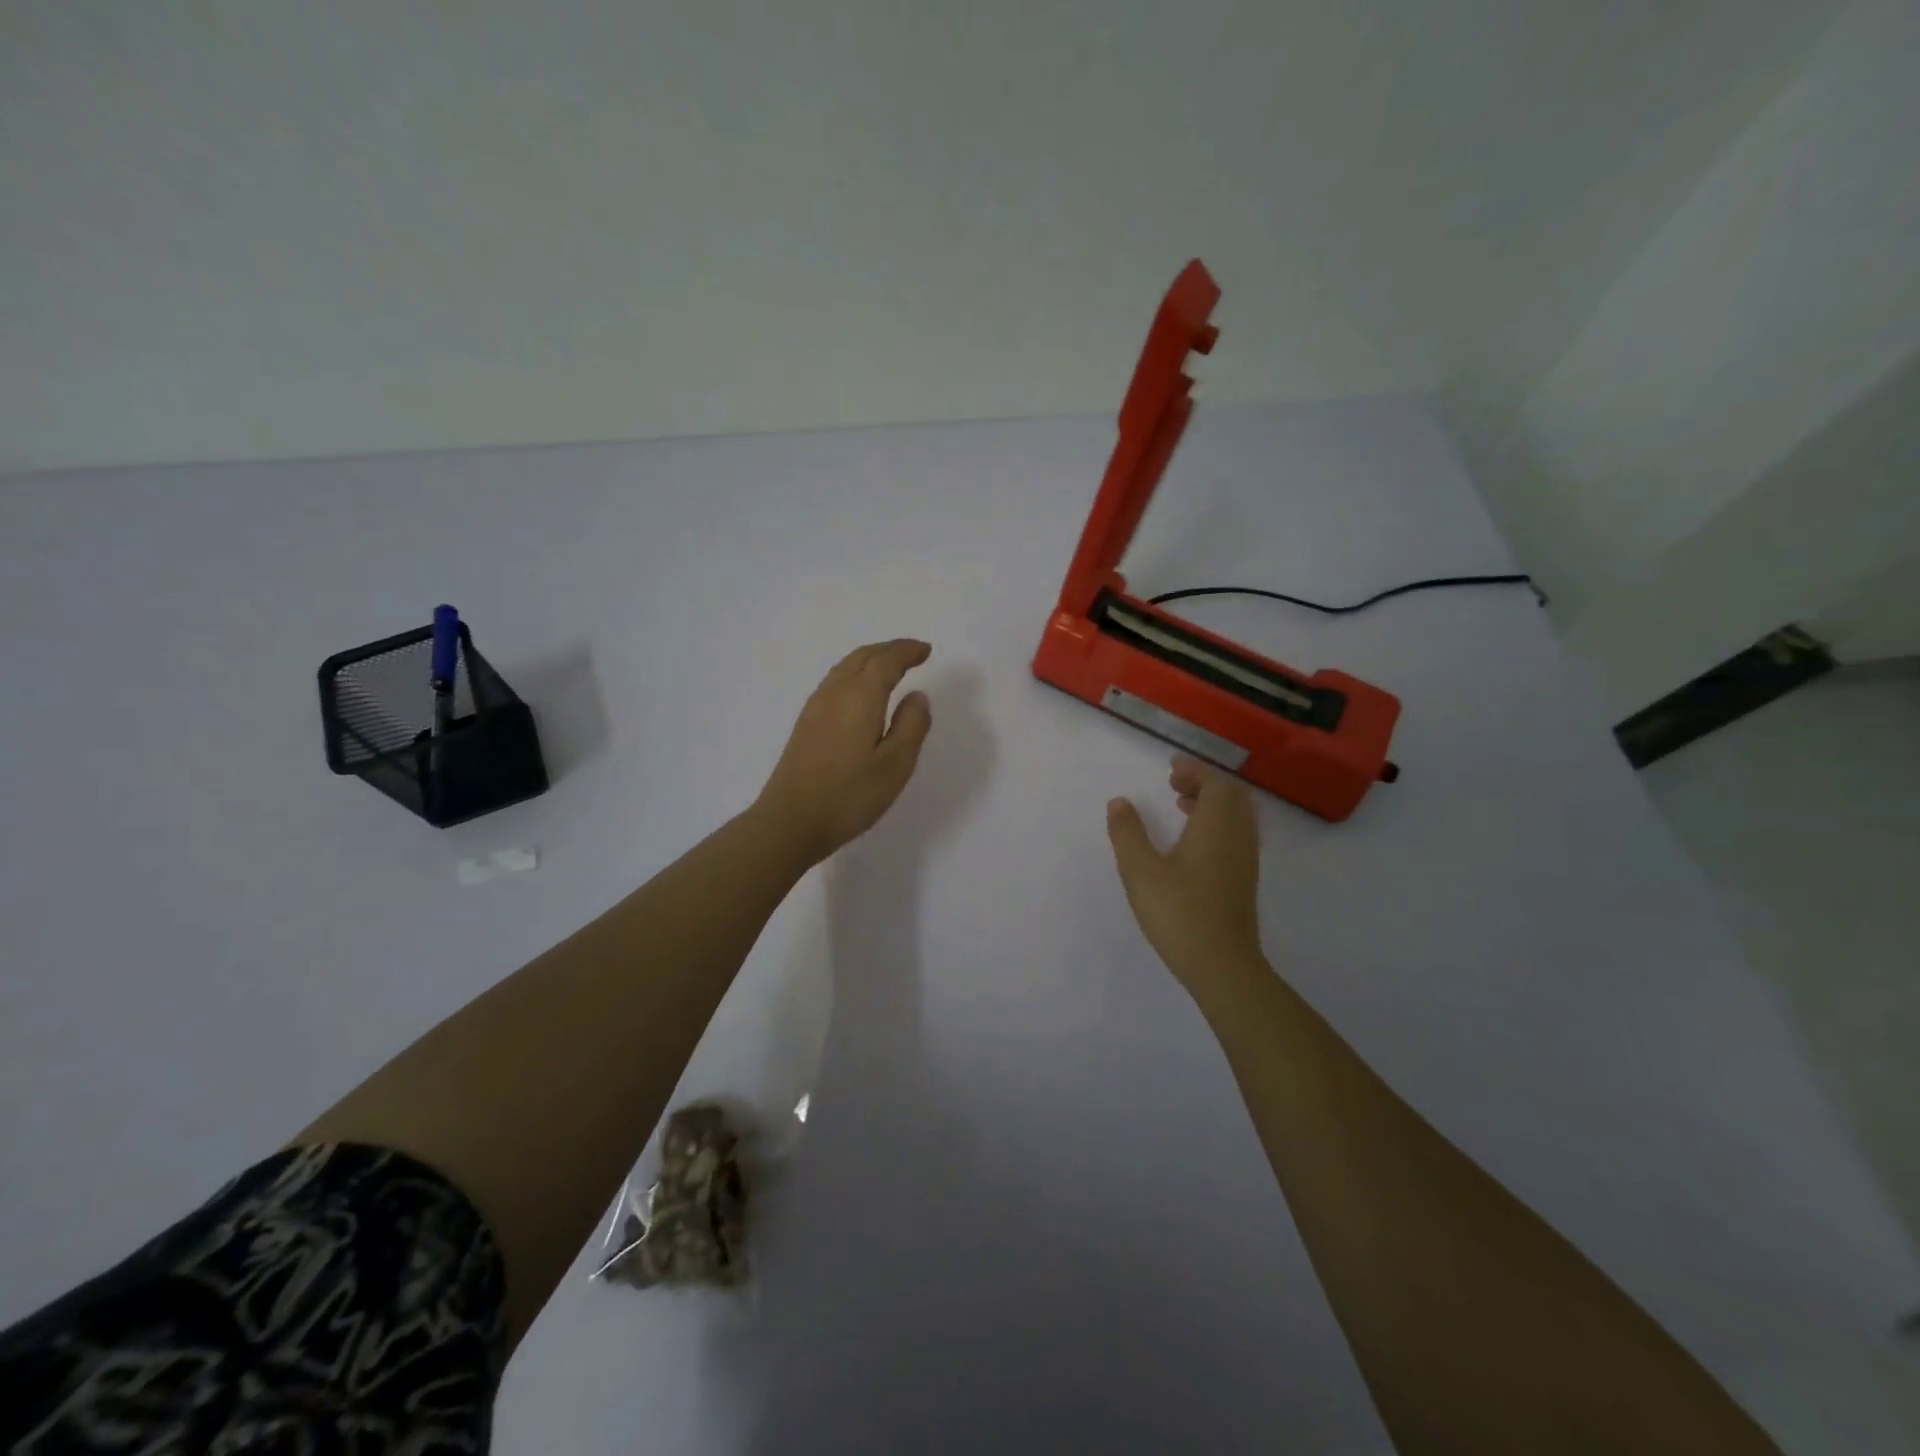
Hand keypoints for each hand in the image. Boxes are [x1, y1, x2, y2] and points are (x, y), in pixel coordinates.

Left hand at [755, 639, 933, 865]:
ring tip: (889, 667)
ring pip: (845, 667)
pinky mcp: (806, 724)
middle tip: (912, 652)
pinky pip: (835, 682)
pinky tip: (860, 693)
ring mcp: (815, 707)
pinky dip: (854, 674)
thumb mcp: (896, 764)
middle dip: (889, 650)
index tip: (926, 650)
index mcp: (860, 696)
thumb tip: (917, 696)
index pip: (886, 661)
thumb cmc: (850, 794)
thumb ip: (912, 725)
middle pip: (863, 657)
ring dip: (870, 659)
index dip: (907, 651)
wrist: (791, 821)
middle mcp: (835, 692)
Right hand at [1106, 755, 1265, 996]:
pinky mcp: (1244, 881)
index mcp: (1216, 826)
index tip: (1171, 766)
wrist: (1222, 966)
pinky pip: (1237, 835)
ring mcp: (1245, 861)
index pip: (1214, 783)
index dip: (1194, 770)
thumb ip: (1128, 833)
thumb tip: (1119, 802)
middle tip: (1176, 784)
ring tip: (1182, 808)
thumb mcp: (1141, 871)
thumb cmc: (1179, 913)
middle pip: (1233, 796)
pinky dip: (1219, 824)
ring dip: (1213, 804)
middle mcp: (1238, 837)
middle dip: (1206, 783)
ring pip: (1238, 817)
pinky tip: (1194, 845)